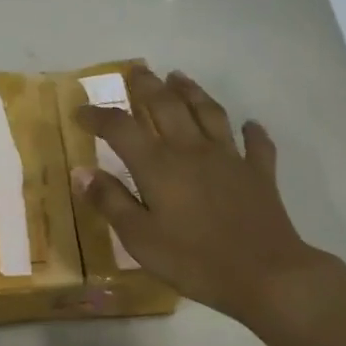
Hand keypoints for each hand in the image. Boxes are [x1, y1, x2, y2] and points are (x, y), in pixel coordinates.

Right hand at [74, 67, 331, 324]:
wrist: (265, 275)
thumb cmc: (194, 260)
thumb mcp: (140, 238)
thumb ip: (110, 201)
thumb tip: (82, 171)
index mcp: (159, 166)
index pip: (120, 128)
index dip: (97, 116)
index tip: (79, 111)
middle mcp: (192, 150)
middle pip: (166, 106)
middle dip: (147, 86)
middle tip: (135, 70)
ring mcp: (230, 159)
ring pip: (209, 113)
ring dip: (192, 91)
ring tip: (179, 77)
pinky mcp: (259, 174)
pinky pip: (256, 144)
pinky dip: (251, 132)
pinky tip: (249, 125)